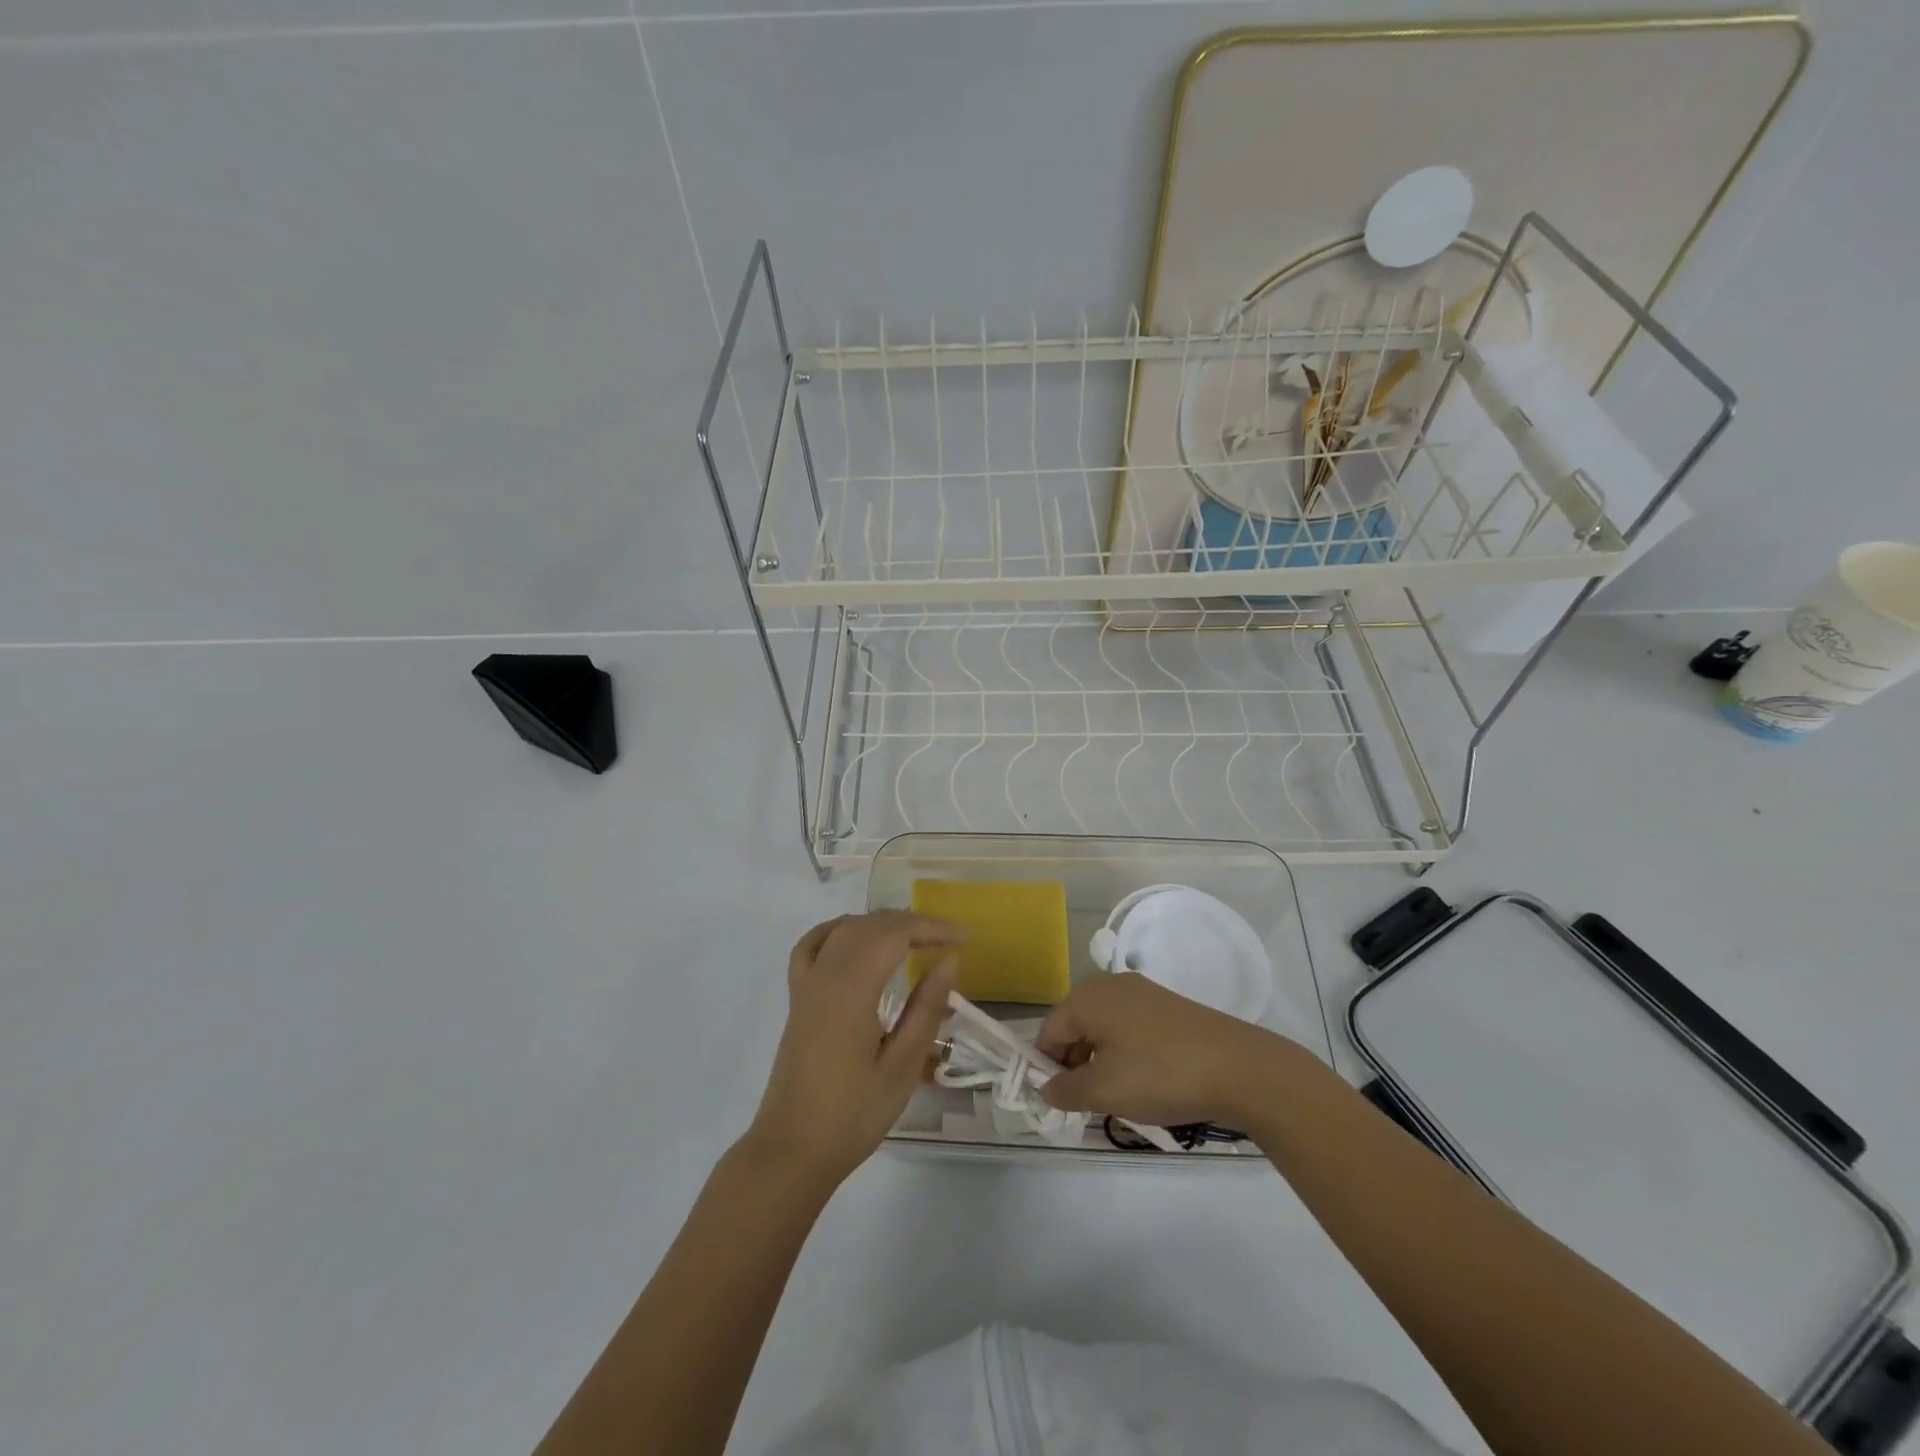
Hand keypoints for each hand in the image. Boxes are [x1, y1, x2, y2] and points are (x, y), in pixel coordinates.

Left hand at [743, 911, 961, 1187]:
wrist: (792, 1150)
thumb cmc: (852, 1115)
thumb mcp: (901, 1067)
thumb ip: (925, 1009)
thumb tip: (949, 961)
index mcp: (851, 989)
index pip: (894, 933)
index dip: (931, 928)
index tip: (964, 939)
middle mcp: (825, 974)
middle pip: (870, 925)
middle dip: (912, 923)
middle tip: (948, 941)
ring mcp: (806, 984)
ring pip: (844, 929)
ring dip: (881, 925)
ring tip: (915, 938)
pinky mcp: (797, 998)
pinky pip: (813, 944)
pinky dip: (839, 930)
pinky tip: (856, 938)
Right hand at [1036, 973, 1299, 1128]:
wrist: (1238, 1067)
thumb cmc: (1159, 1075)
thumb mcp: (1105, 1091)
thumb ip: (1066, 1089)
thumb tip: (1046, 1087)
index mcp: (1088, 998)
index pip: (1049, 1031)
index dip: (1047, 1067)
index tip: (1061, 1101)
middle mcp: (1111, 986)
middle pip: (1075, 1025)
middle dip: (1075, 1064)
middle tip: (1090, 1102)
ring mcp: (1143, 993)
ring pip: (1104, 1028)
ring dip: (1101, 1061)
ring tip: (1120, 1095)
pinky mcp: (1168, 1007)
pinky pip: (1131, 1027)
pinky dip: (1127, 1053)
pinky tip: (1147, 1080)